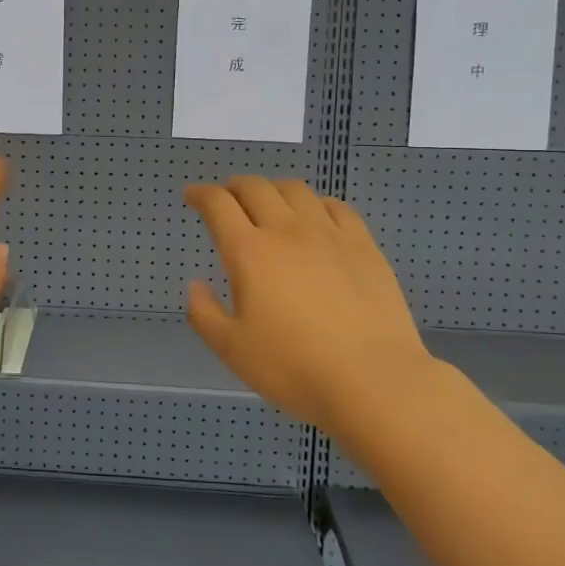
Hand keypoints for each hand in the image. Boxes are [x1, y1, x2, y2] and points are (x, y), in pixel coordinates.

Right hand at [183, 177, 435, 438]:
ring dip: (273, 189)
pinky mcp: (363, 245)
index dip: (200, 194)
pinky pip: (336, 207)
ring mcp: (329, 234)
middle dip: (234, 187)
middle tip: (227, 199)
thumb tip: (195, 285)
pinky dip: (315, 203)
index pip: (218, 205)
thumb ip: (205, 314)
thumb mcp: (232, 349)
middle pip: (255, 188)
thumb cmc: (293, 367)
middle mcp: (286, 230)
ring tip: (269, 203)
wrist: (373, 379)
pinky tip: (315, 217)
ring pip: (295, 189)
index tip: (192, 196)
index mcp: (249, 252)